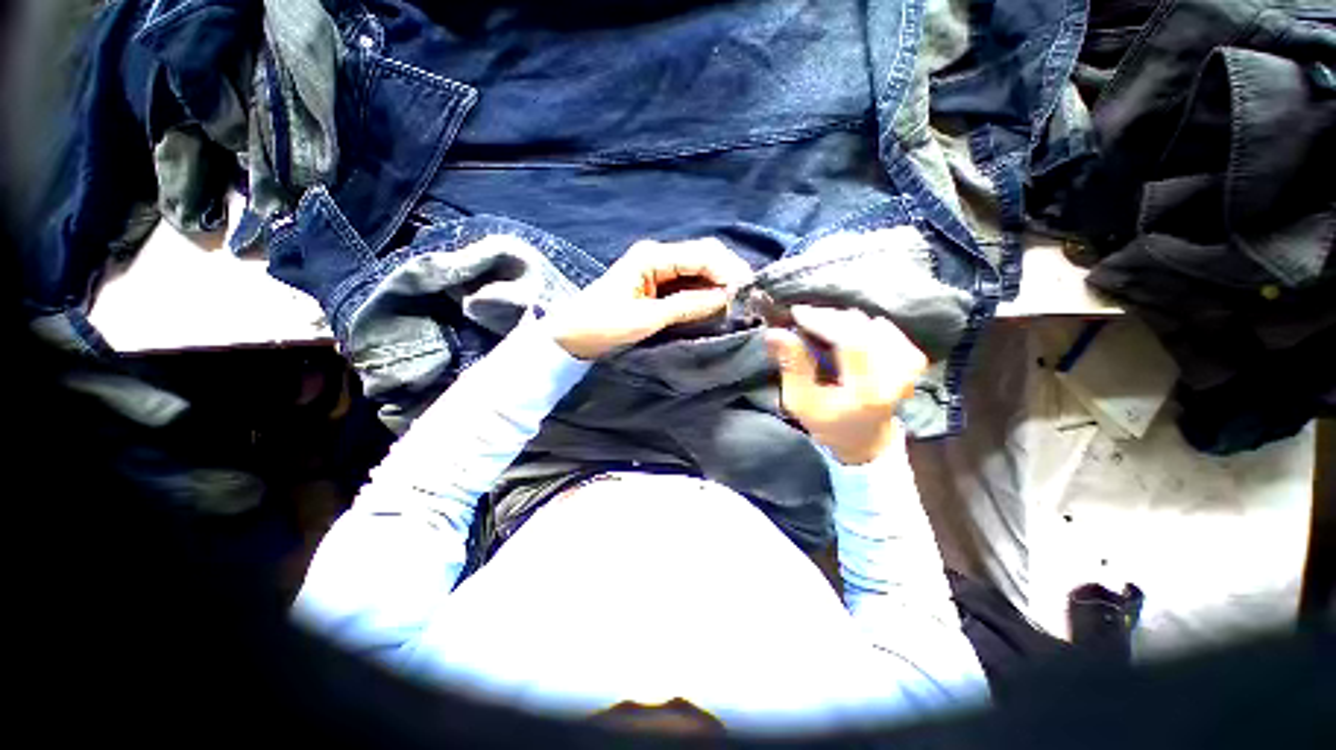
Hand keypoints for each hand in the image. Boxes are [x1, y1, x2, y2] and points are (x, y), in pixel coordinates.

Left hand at [545, 238, 753, 359]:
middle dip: (728, 274)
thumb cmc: (603, 326)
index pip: (702, 254)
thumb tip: (726, 297)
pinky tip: (719, 305)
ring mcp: (659, 270)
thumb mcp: (646, 318)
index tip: (747, 292)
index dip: (728, 270)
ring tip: (738, 303)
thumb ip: (687, 306)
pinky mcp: (658, 286)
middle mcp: (659, 256)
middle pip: (705, 257)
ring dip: (720, 284)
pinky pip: (690, 284)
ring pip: (700, 270)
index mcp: (653, 256)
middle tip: (748, 298)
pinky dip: (707, 293)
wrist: (572, 337)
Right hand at [764, 306, 927, 465]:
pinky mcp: (912, 361)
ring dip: (844, 321)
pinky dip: (863, 325)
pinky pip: (887, 329)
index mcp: (866, 392)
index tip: (797, 313)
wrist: (865, 440)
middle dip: (829, 317)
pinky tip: (849, 333)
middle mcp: (895, 377)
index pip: (851, 342)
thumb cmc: (827, 423)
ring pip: (873, 324)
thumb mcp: (800, 401)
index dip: (824, 321)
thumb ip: (791, 366)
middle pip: (863, 328)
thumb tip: (774, 333)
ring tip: (823, 327)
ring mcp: (908, 368)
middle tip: (805, 318)